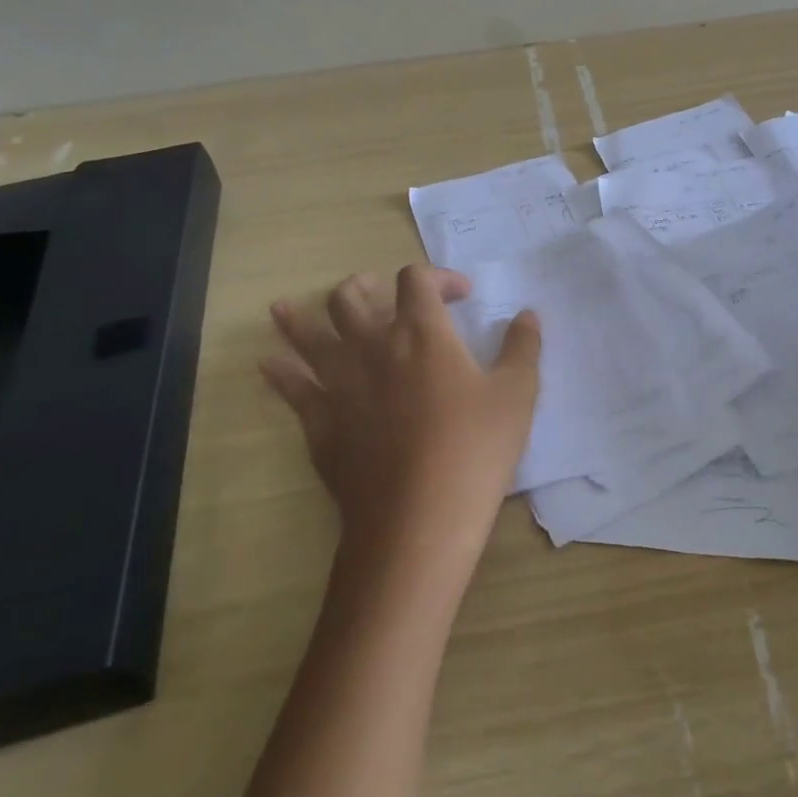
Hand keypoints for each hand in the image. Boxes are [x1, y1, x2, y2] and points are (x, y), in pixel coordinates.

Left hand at [262, 265, 540, 567]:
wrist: (417, 521)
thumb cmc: (474, 450)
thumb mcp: (517, 394)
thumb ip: (523, 347)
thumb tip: (527, 314)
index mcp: (422, 333)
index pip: (416, 280)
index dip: (437, 276)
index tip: (460, 295)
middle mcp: (373, 346)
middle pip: (351, 297)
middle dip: (364, 286)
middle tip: (377, 292)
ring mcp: (339, 384)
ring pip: (309, 336)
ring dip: (298, 318)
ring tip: (286, 307)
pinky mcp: (319, 423)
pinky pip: (291, 388)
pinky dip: (280, 372)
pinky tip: (270, 365)